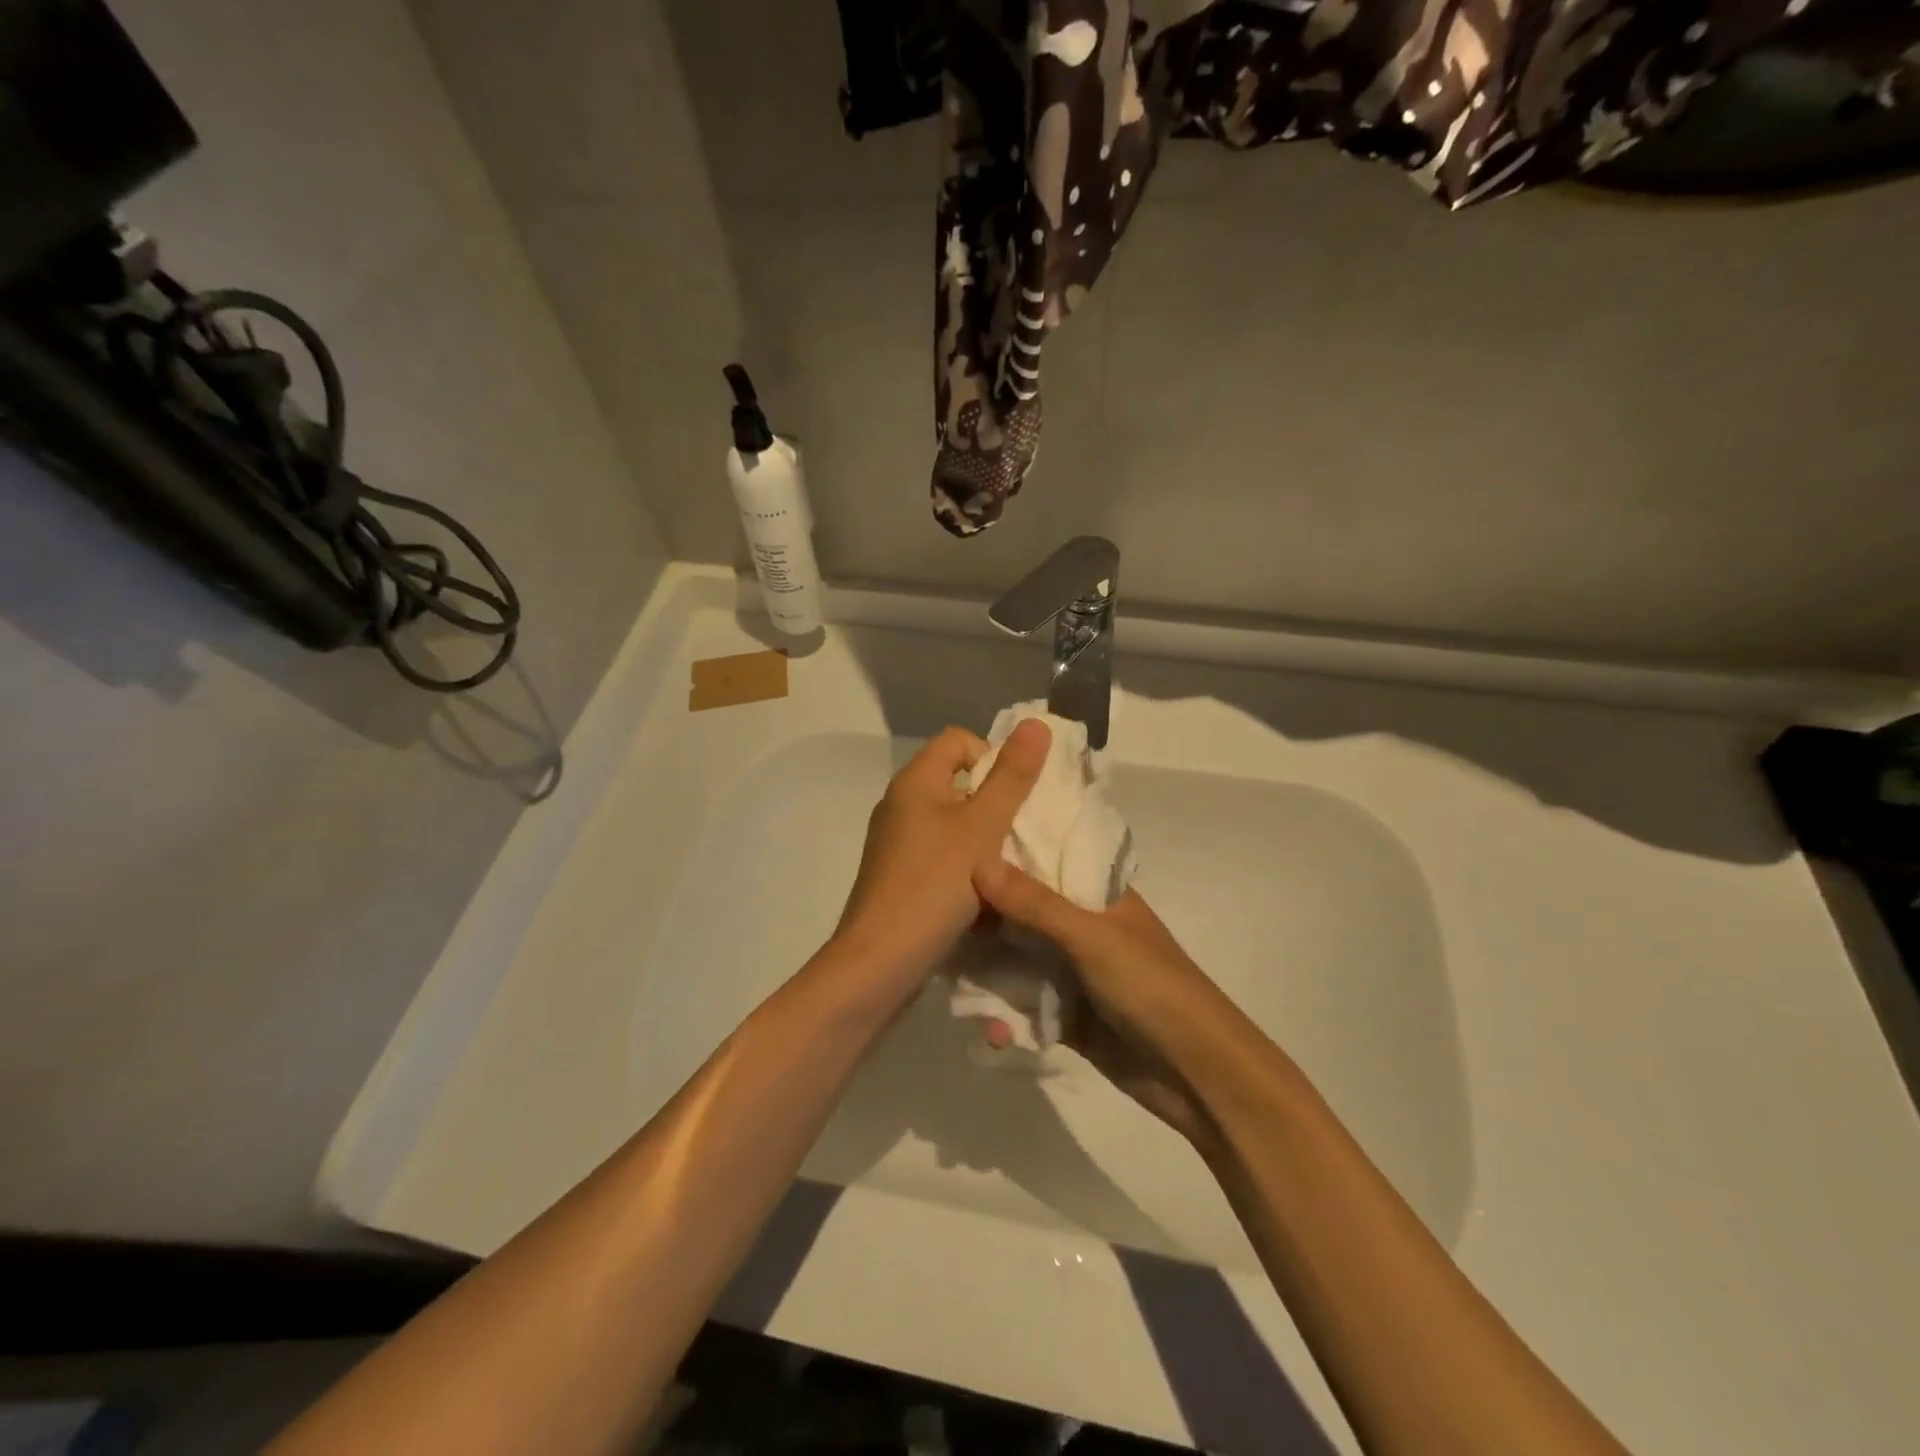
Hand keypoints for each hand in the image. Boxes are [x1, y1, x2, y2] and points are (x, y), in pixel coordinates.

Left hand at [833, 721, 1051, 981]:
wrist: (880, 961)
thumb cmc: (934, 885)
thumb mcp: (982, 828)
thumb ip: (1011, 777)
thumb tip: (1036, 722)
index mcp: (915, 781)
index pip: (959, 740)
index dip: (992, 757)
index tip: (1012, 797)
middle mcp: (901, 804)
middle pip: (958, 782)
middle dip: (995, 804)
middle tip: (1018, 835)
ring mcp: (898, 842)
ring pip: (954, 824)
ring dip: (985, 841)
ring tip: (1006, 870)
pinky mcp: (901, 876)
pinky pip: (942, 856)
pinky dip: (966, 867)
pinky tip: (983, 897)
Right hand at [973, 865, 1233, 1148]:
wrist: (1196, 1073)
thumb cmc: (1151, 987)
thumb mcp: (1092, 938)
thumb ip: (1035, 904)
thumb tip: (978, 864)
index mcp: (1097, 895)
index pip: (1045, 860)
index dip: (1005, 855)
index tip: (954, 850)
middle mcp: (1081, 927)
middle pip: (1022, 911)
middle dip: (984, 917)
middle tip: (935, 916)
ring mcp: (1073, 972)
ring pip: (1017, 958)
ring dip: (988, 969)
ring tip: (946, 973)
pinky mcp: (1066, 1014)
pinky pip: (1023, 1004)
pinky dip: (1003, 1013)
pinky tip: (986, 1026)